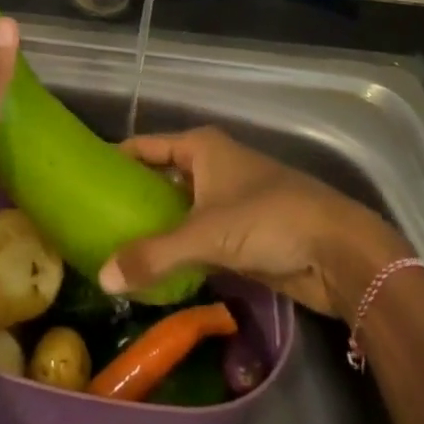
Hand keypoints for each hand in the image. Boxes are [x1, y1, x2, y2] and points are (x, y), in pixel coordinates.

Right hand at [97, 127, 409, 318]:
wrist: (338, 251)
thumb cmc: (268, 220)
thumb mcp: (204, 235)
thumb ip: (153, 255)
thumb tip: (102, 277)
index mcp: (202, 147)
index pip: (146, 146)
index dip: (117, 159)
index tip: (85, 177)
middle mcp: (213, 165)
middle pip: (162, 177)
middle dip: (134, 198)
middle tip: (94, 220)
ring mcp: (229, 199)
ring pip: (181, 209)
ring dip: (156, 228)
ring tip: (115, 247)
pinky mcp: (244, 232)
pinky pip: (199, 236)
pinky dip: (179, 249)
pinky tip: (155, 269)